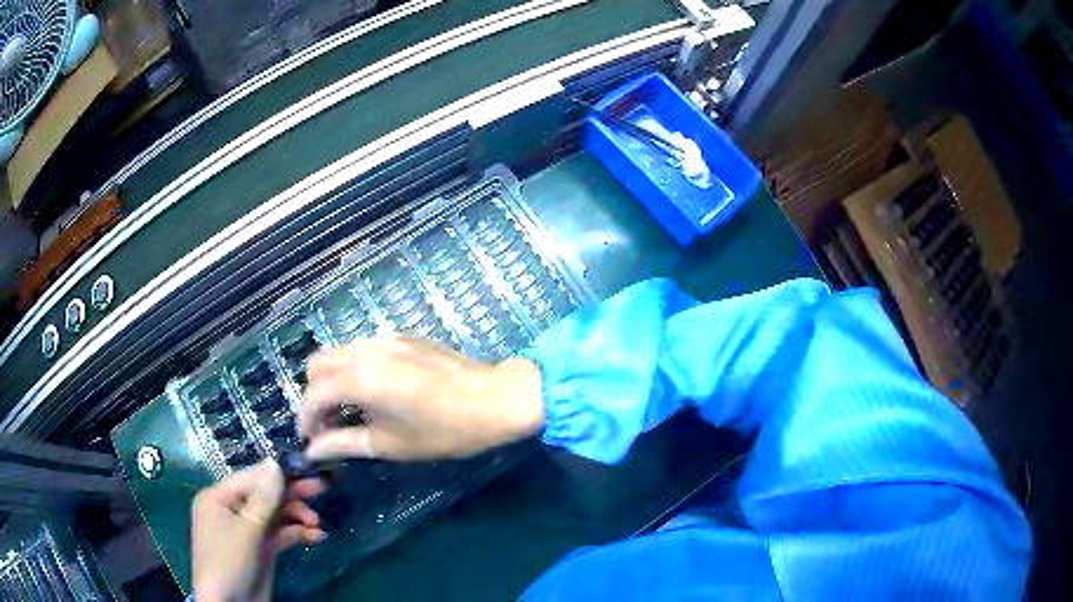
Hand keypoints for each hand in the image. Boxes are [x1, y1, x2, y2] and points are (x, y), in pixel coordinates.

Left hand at [191, 460, 326, 601]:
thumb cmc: (228, 562)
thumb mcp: (245, 530)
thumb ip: (262, 499)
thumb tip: (274, 462)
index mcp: (218, 498)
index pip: (250, 478)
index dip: (277, 474)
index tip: (307, 469)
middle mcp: (232, 510)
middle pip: (265, 495)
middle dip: (292, 494)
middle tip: (322, 488)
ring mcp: (248, 531)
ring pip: (276, 515)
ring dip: (298, 516)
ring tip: (317, 523)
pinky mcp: (262, 549)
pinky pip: (281, 534)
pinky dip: (298, 533)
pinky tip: (317, 536)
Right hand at [299, 337, 544, 460]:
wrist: (494, 399)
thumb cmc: (443, 431)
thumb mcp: (390, 444)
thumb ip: (344, 443)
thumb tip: (314, 451)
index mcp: (359, 377)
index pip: (314, 394)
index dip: (306, 419)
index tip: (310, 441)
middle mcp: (365, 350)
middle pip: (318, 364)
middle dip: (315, 394)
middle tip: (328, 424)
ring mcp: (384, 338)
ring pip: (339, 353)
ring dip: (333, 379)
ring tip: (349, 410)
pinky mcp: (401, 337)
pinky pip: (363, 348)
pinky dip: (354, 368)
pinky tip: (373, 392)